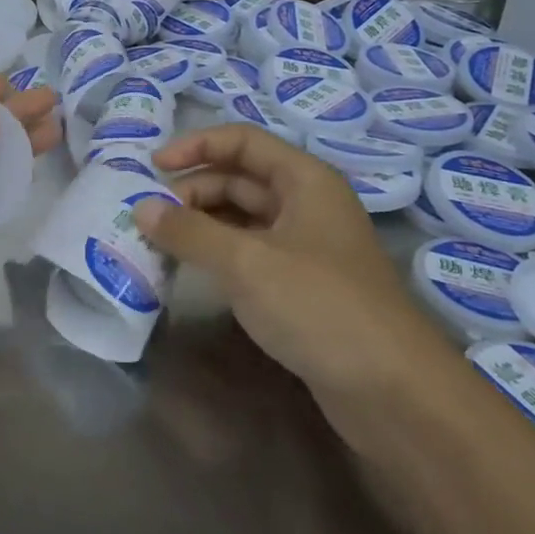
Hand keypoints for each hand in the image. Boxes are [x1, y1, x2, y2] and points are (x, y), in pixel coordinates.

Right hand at [136, 124, 457, 405]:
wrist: (393, 392)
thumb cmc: (319, 306)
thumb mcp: (246, 262)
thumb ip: (190, 232)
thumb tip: (141, 208)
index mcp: (304, 179)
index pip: (242, 141)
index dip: (196, 145)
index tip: (153, 167)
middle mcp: (307, 204)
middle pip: (240, 179)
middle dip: (193, 189)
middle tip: (150, 215)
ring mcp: (306, 247)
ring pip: (243, 218)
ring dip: (202, 223)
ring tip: (160, 241)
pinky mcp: (302, 285)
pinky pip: (251, 252)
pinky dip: (218, 253)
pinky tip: (191, 269)